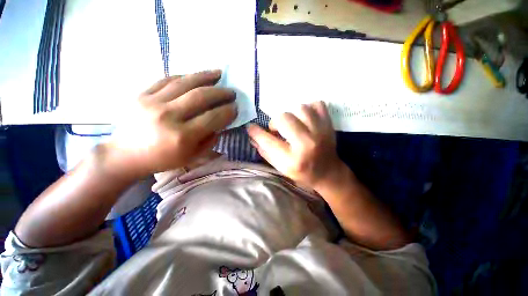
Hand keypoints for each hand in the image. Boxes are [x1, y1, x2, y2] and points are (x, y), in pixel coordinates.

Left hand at [106, 70, 236, 177]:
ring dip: (205, 77)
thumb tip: (221, 123)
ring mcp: (152, 102)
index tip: (235, 107)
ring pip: (184, 82)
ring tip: (219, 74)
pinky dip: (185, 76)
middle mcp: (167, 116)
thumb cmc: (163, 159)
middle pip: (201, 96)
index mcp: (182, 136)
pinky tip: (196, 76)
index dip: (228, 111)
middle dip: (221, 92)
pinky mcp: (141, 94)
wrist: (125, 155)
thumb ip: (210, 139)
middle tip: (231, 92)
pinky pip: (167, 79)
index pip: (213, 118)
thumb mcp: (192, 156)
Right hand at [247, 101, 344, 187]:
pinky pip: (317, 104)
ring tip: (293, 124)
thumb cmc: (302, 172)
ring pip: (300, 108)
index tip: (250, 127)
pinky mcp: (329, 124)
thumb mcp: (281, 167)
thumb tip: (252, 135)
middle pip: (284, 118)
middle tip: (279, 130)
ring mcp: (321, 132)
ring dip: (292, 115)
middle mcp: (307, 144)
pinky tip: (306, 118)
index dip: (256, 132)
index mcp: (293, 160)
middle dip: (276, 122)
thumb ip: (265, 151)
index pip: (268, 141)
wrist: (328, 173)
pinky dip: (308, 108)